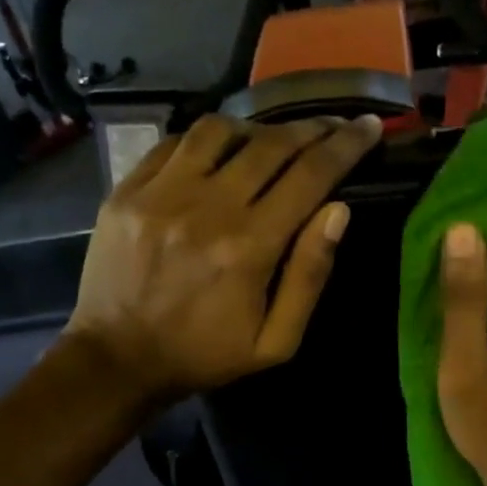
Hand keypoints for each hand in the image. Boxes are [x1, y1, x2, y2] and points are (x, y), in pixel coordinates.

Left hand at [67, 113, 380, 402]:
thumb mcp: (276, 341)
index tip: (369, 126)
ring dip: (257, 129)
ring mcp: (161, 193)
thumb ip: (309, 276)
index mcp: (249, 247)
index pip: (310, 175)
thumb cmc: (205, 355)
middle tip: (333, 125)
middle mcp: (206, 207)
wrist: (118, 360)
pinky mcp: (128, 190)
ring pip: (220, 130)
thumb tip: (338, 211)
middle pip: (271, 144)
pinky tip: (220, 153)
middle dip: (312, 129)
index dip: (346, 146)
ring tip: (273, 141)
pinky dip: (207, 139)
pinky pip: (175, 142)